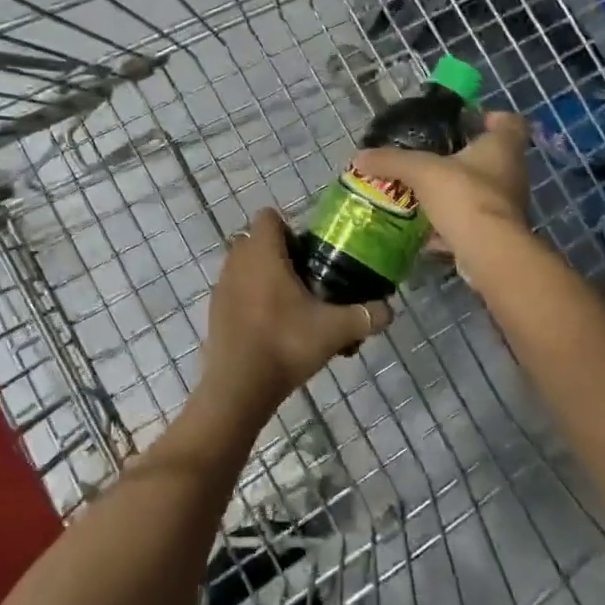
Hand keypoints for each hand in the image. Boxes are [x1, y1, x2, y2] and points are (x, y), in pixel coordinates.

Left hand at [200, 209, 392, 419]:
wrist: (239, 388)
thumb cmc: (285, 344)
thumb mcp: (335, 330)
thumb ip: (365, 316)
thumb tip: (389, 311)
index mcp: (263, 253)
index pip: (269, 216)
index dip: (290, 228)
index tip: (310, 253)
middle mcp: (237, 261)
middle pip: (257, 241)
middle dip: (280, 254)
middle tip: (307, 279)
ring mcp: (222, 286)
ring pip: (245, 267)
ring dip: (265, 277)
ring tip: (292, 306)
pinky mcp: (214, 311)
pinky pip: (236, 291)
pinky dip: (251, 299)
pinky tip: (272, 328)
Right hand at [353, 112, 530, 262]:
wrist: (489, 252)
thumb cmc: (464, 196)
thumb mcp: (421, 171)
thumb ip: (392, 161)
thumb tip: (360, 157)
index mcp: (502, 147)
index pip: (509, 121)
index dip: (490, 117)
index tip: (465, 122)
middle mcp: (512, 173)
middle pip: (492, 157)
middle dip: (462, 158)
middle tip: (432, 157)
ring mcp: (507, 206)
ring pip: (481, 191)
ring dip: (456, 192)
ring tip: (424, 192)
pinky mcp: (498, 233)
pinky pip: (472, 221)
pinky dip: (452, 224)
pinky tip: (426, 230)